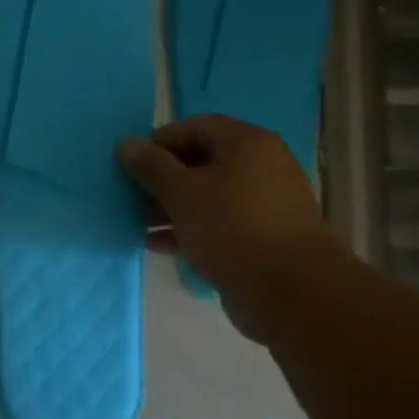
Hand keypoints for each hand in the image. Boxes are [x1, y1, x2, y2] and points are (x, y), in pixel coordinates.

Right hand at [117, 115, 335, 337]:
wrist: (291, 290)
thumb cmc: (232, 228)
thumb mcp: (181, 192)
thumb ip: (151, 167)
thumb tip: (127, 145)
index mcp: (246, 143)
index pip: (194, 127)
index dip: (159, 143)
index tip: (130, 166)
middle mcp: (261, 165)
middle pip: (201, 162)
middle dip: (162, 179)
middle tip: (132, 197)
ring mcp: (264, 203)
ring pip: (208, 196)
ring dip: (172, 207)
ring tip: (139, 225)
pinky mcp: (263, 236)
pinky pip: (219, 223)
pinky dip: (190, 229)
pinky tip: (160, 246)